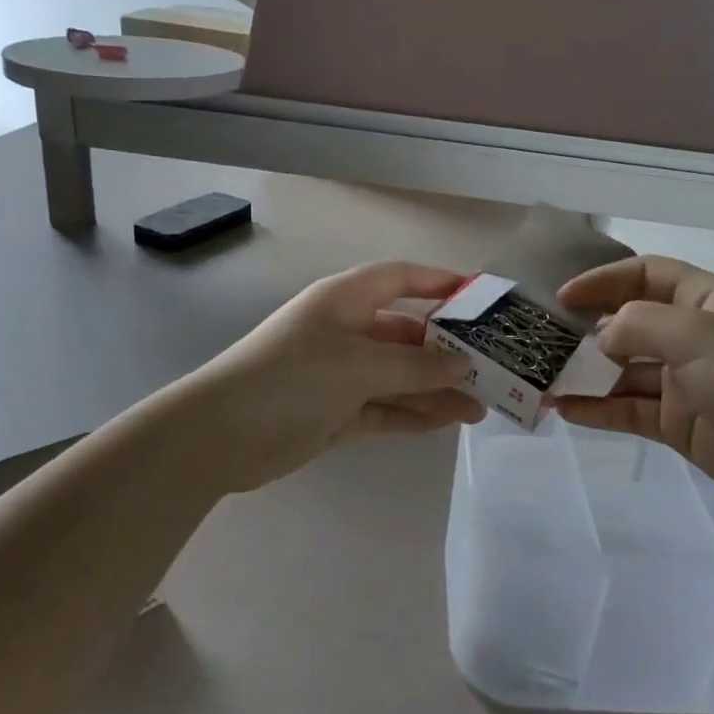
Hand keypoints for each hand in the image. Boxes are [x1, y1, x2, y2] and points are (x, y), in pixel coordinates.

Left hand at [181, 262, 485, 492]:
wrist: (222, 435)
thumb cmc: (292, 378)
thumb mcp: (359, 365)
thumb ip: (415, 366)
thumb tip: (463, 366)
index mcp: (345, 300)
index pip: (401, 278)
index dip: (440, 283)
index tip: (481, 298)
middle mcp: (346, 330)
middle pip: (407, 333)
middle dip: (446, 351)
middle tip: (491, 370)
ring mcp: (341, 373)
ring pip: (400, 376)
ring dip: (436, 389)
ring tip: (480, 408)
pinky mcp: (337, 411)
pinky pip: (385, 407)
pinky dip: (413, 413)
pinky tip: (447, 421)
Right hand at [555, 257, 713, 520]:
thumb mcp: (698, 336)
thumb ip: (638, 324)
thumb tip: (602, 336)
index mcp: (707, 301)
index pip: (647, 274)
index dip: (604, 280)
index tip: (563, 297)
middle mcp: (694, 336)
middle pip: (630, 322)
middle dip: (588, 329)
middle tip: (543, 340)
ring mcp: (686, 381)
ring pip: (625, 370)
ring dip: (587, 373)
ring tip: (544, 379)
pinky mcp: (680, 423)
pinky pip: (630, 409)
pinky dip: (599, 409)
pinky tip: (565, 410)